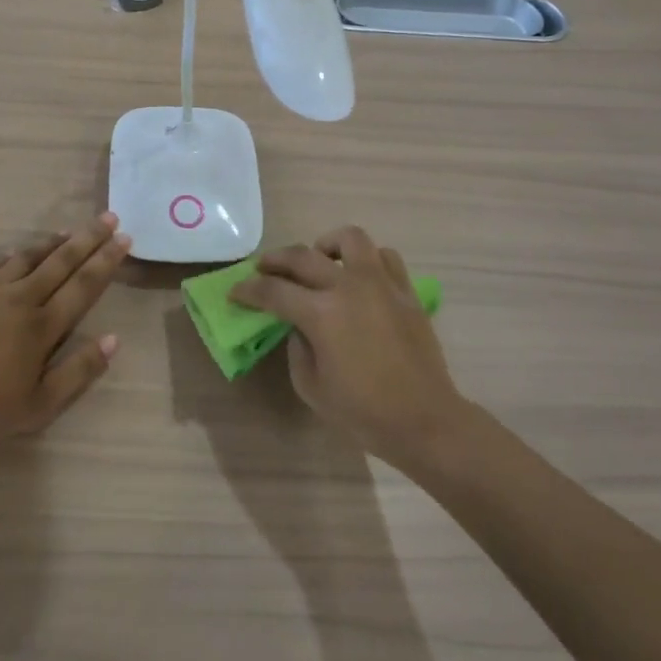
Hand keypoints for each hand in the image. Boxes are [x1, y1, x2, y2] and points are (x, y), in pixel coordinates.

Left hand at [0, 213, 131, 446]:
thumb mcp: (41, 405)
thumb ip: (79, 371)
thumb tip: (113, 339)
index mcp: (43, 326)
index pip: (83, 285)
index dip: (106, 261)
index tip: (124, 239)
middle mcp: (20, 298)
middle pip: (61, 262)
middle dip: (89, 239)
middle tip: (109, 218)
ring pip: (28, 257)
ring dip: (52, 243)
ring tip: (70, 231)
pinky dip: (12, 255)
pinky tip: (18, 251)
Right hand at [232, 226, 462, 469]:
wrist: (424, 420)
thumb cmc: (364, 412)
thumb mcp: (312, 387)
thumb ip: (297, 348)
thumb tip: (299, 326)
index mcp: (321, 314)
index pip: (273, 291)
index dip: (248, 290)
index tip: (236, 292)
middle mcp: (349, 287)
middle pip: (302, 257)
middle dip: (275, 260)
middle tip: (263, 268)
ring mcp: (381, 284)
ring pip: (350, 239)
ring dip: (326, 245)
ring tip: (319, 259)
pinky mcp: (405, 291)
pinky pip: (384, 257)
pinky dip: (366, 259)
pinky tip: (358, 276)